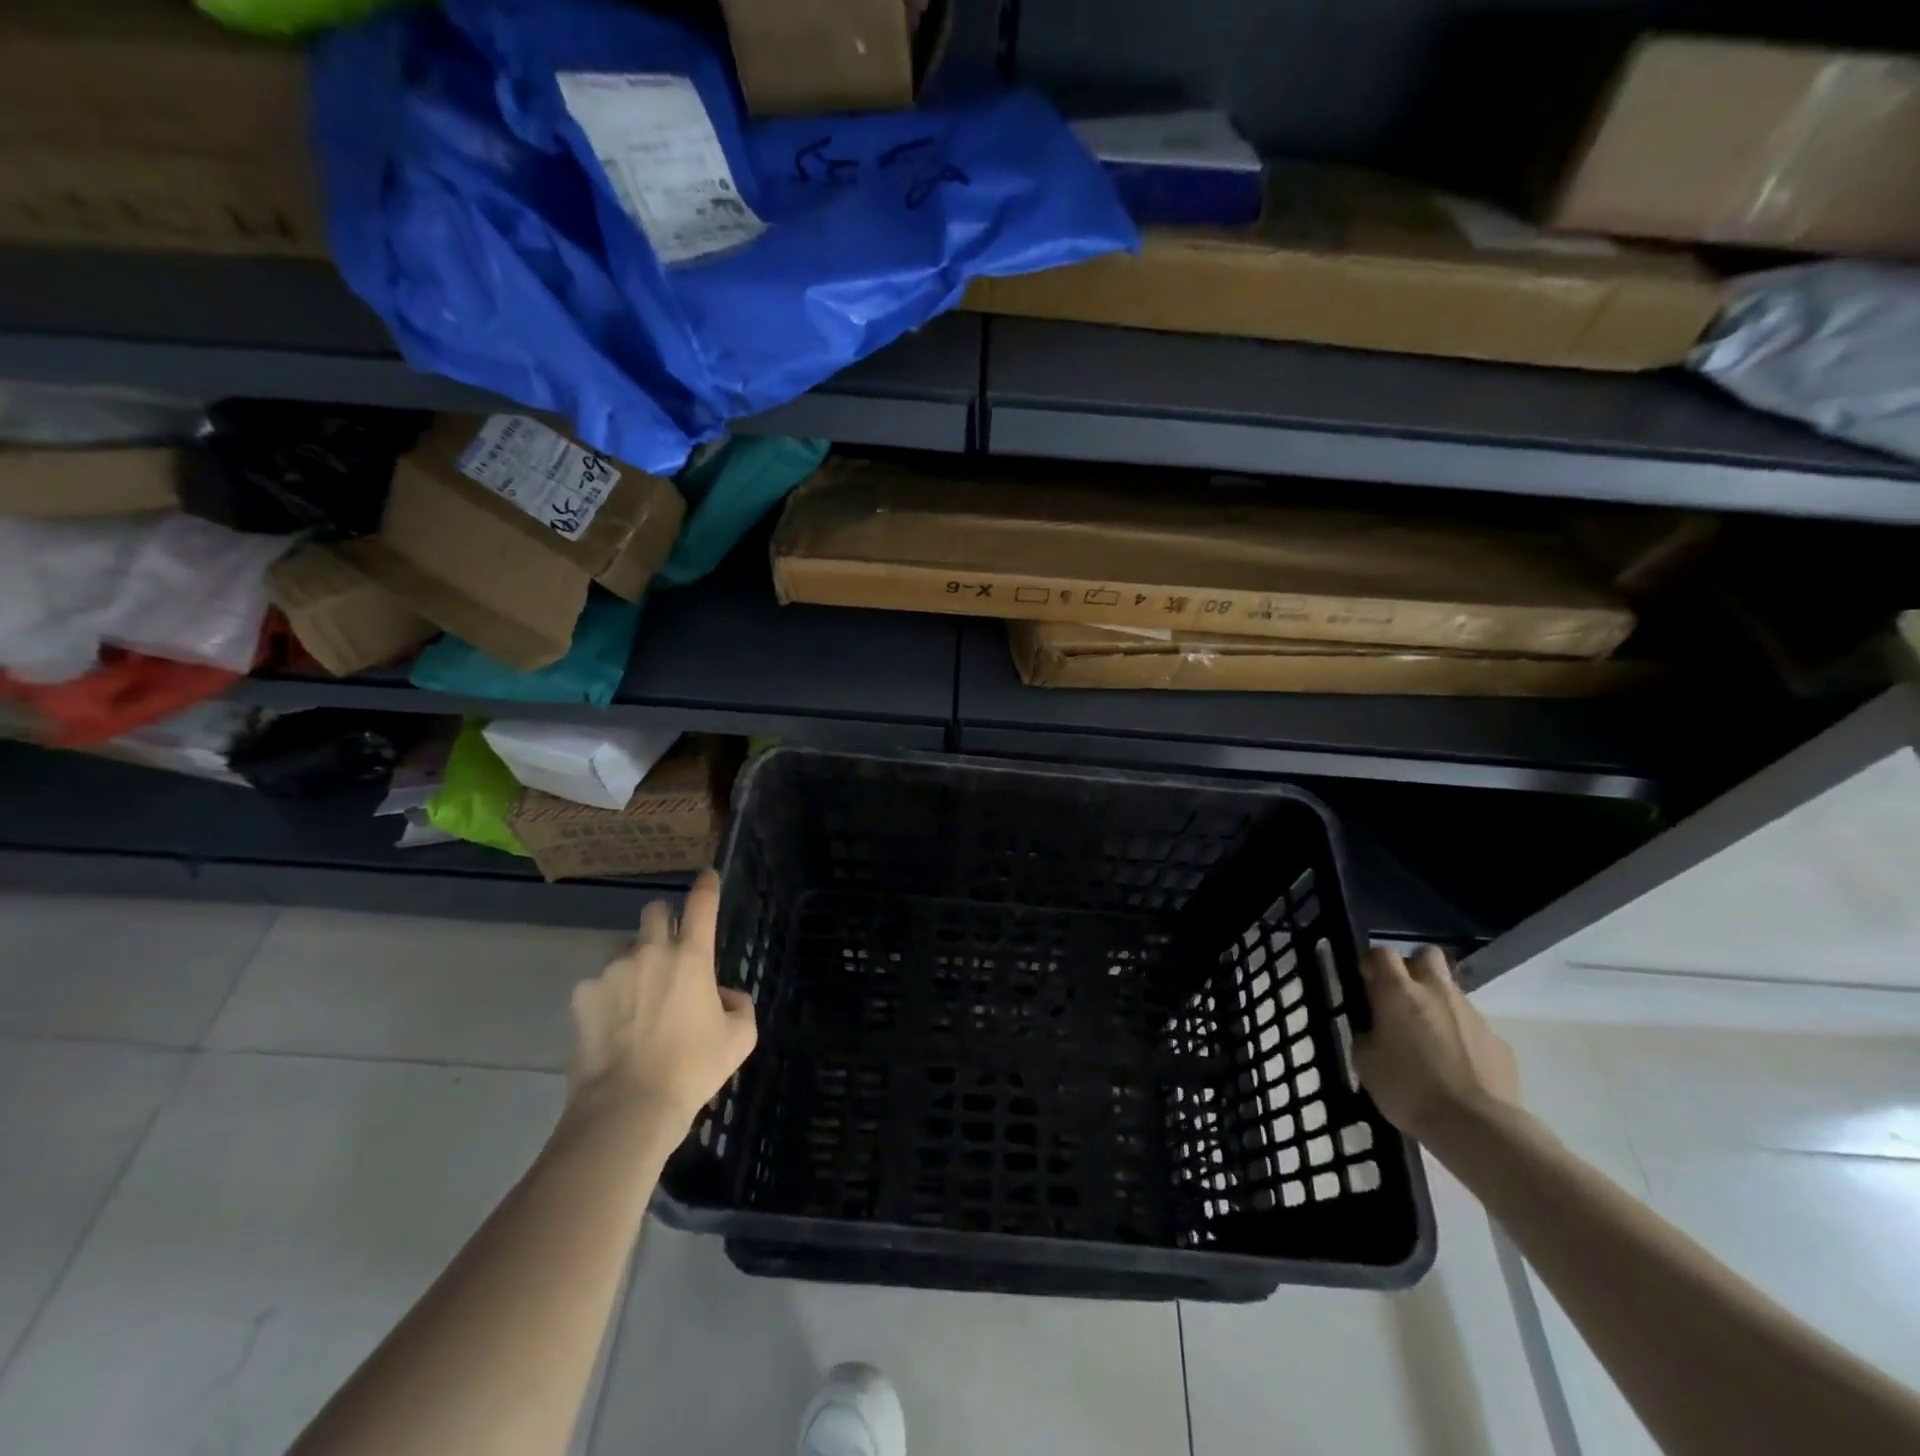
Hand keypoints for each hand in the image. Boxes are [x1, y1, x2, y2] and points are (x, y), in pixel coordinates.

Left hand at [564, 870, 756, 1135]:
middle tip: (668, 951)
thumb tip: (723, 995)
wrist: (628, 1107)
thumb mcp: (740, 1039)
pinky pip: (599, 985)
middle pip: (655, 912)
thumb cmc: (693, 1069)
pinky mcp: (582, 996)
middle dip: (663, 921)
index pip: (702, 905)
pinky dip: (609, 999)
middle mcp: (651, 952)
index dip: (706, 886)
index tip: (707, 876)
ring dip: (636, 967)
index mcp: (692, 957)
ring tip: (637, 1009)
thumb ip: (739, 1005)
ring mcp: (612, 971)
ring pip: (626, 953)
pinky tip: (612, 1030)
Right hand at [1353, 946, 1520, 1141]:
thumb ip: (1368, 1035)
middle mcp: (1437, 993)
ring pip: (1452, 993)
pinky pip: (1474, 1028)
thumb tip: (1375, 1031)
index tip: (1365, 983)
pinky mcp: (1499, 1042)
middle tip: (1401, 998)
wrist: (1478, 1127)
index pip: (1381, 953)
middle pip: (1426, 955)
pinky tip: (1457, 1068)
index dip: (1371, 963)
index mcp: (1398, 992)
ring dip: (1438, 1006)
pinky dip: (1461, 1038)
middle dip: (1413, 968)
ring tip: (1429, 1042)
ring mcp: (1473, 1016)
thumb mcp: (1366, 1062)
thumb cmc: (1409, 1089)